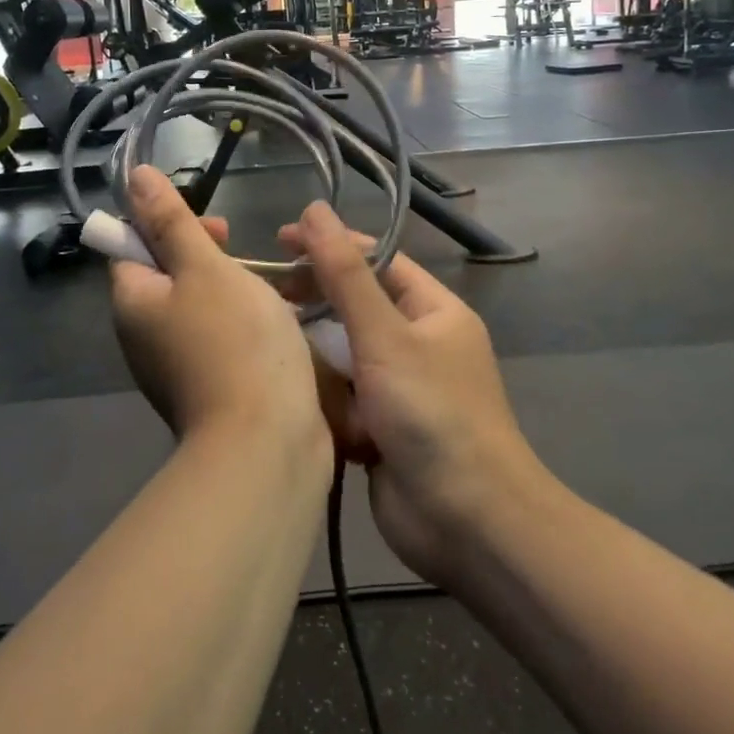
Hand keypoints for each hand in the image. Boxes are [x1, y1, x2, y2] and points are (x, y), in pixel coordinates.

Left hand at [111, 167, 327, 457]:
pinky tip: (280, 324)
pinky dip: (245, 325)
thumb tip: (134, 176)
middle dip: (210, 258)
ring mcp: (176, 368)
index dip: (168, 226)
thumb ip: (171, 221)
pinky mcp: (209, 390)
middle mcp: (144, 338)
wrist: (266, 443)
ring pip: (201, 309)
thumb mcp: (205, 268)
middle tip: (249, 257)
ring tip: (276, 287)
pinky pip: (221, 341)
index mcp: (133, 304)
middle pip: (168, 278)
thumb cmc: (235, 341)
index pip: (132, 246)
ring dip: (235, 290)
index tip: (218, 229)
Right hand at [283, 203, 545, 584]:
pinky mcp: (380, 429)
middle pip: (357, 306)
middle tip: (266, 295)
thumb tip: (316, 210)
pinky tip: (287, 392)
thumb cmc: (432, 414)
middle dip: (317, 300)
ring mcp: (399, 389)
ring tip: (269, 345)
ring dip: (315, 353)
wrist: (467, 522)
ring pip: (343, 354)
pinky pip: (342, 397)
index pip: (377, 261)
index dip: (331, 245)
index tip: (279, 239)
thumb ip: (345, 275)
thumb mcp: (386, 336)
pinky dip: (321, 396)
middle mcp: (418, 344)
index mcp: (434, 312)